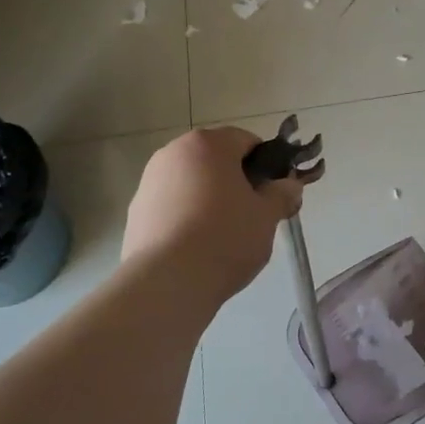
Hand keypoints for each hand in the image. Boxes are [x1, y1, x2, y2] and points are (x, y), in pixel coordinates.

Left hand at [121, 127, 306, 303]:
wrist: (167, 282)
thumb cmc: (225, 237)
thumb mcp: (267, 216)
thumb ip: (282, 194)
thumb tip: (288, 186)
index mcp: (208, 145)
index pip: (246, 141)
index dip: (266, 165)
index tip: (274, 192)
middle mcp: (173, 153)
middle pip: (216, 161)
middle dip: (236, 182)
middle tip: (253, 215)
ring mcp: (149, 182)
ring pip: (192, 183)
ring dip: (210, 199)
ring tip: (224, 236)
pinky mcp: (136, 212)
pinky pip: (172, 206)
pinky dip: (187, 218)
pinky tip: (198, 247)